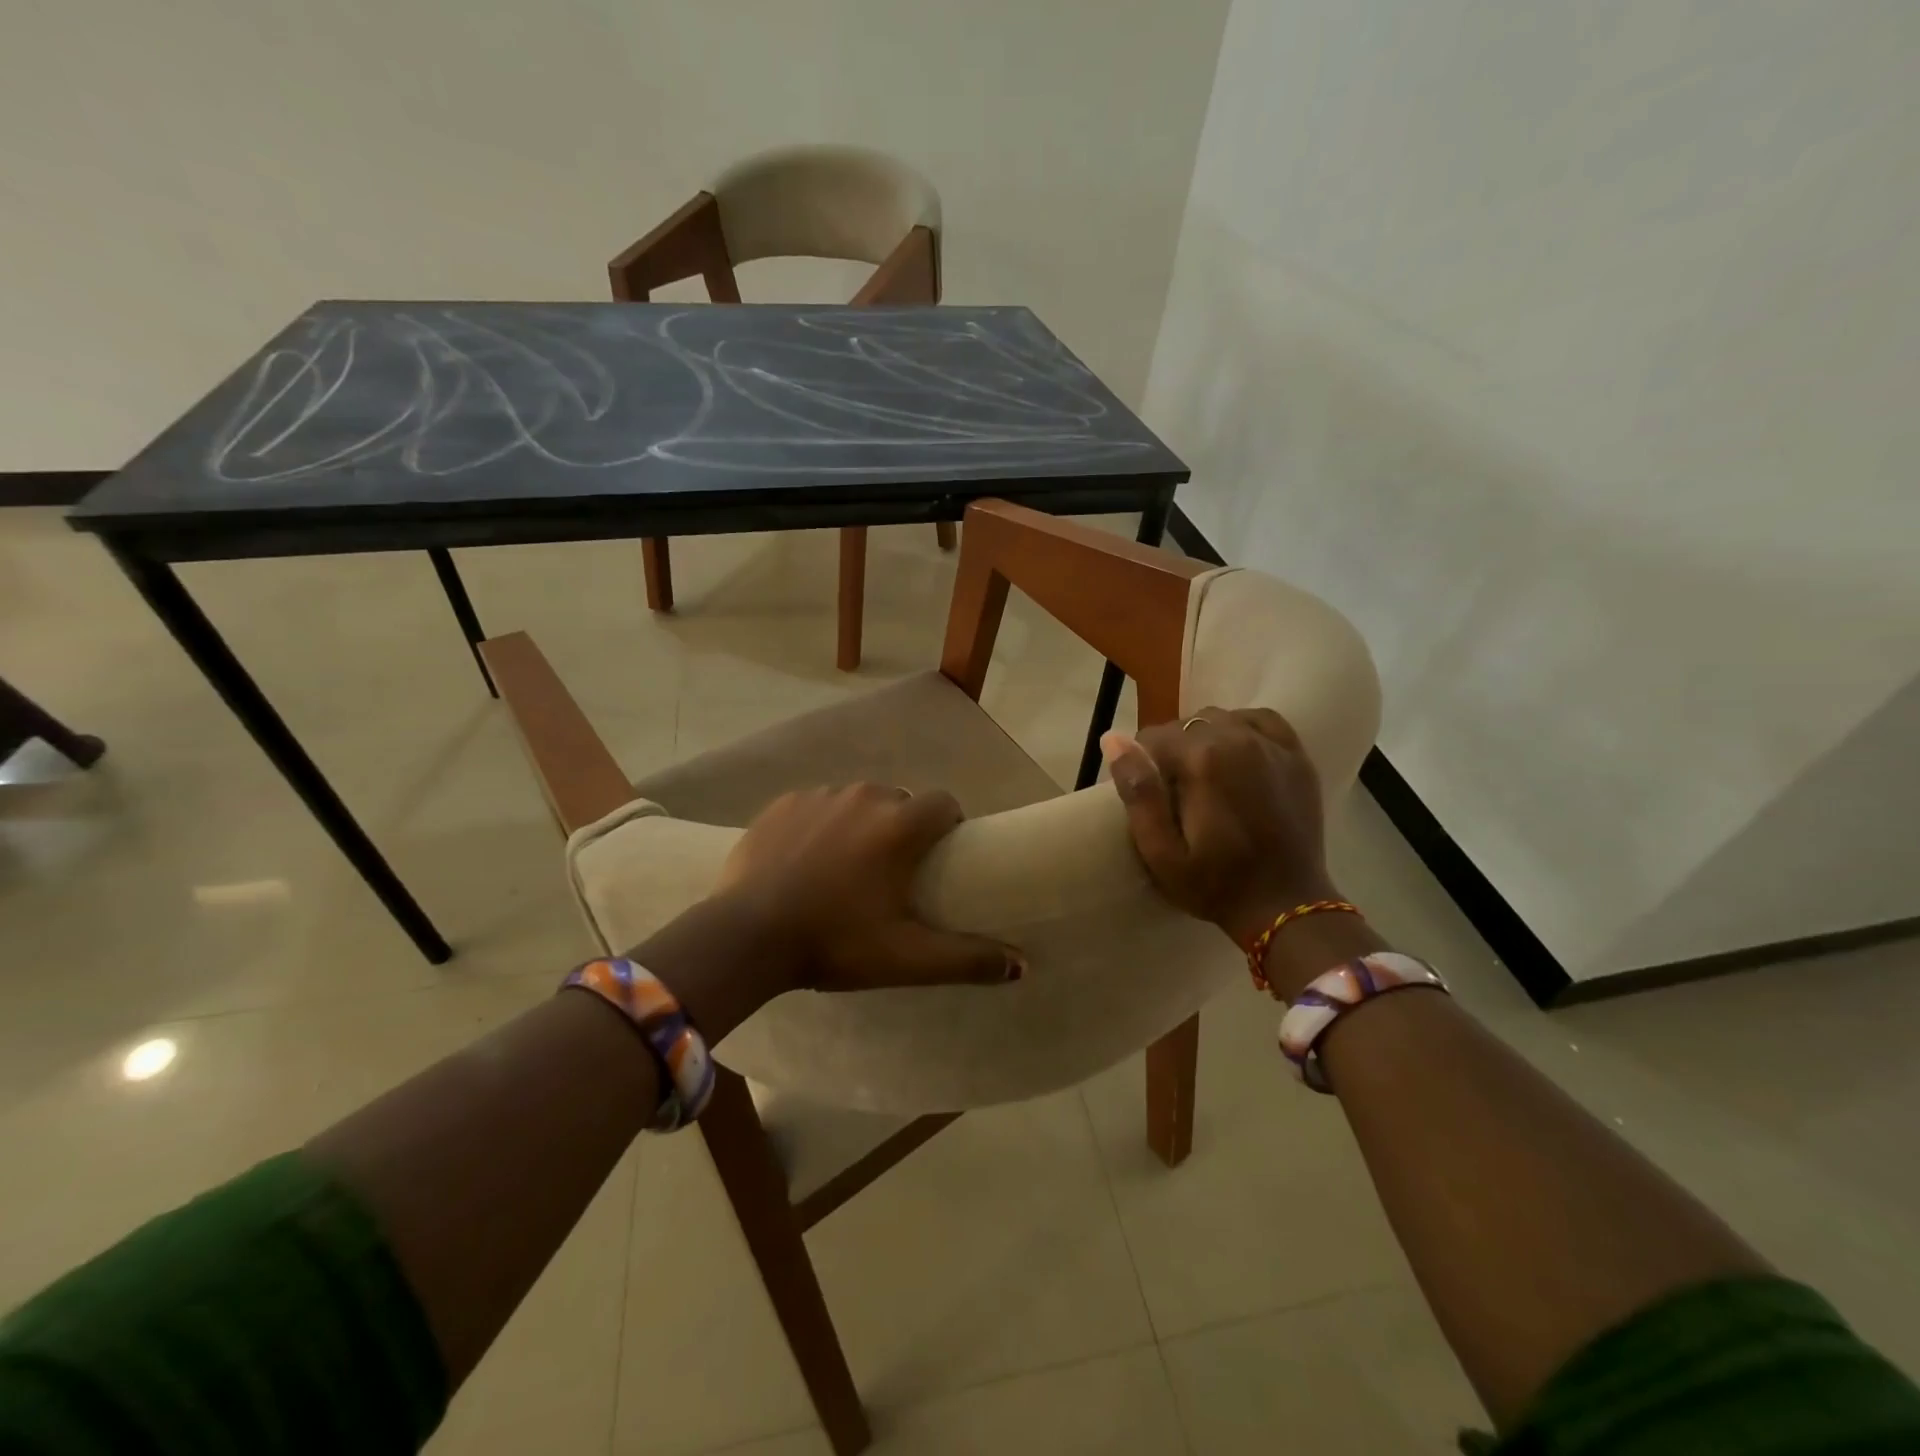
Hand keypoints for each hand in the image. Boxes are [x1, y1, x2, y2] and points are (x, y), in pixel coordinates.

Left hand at [715, 784, 1024, 991]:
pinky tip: (805, 860)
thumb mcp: (907, 958)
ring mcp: (820, 795)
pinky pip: (817, 805)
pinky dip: (820, 825)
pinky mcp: (783, 803)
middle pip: (900, 801)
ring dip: (861, 825)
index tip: (937, 859)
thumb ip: (968, 959)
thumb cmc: (835, 943)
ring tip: (845, 868)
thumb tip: (1023, 965)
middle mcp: (864, 796)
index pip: (944, 804)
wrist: (746, 936)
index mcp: (900, 825)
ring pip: (857, 801)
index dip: (947, 827)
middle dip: (902, 828)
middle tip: (890, 874)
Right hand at [1101, 708, 1338, 947]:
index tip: (1146, 794)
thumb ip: (1138, 793)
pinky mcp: (1296, 757)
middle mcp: (1238, 738)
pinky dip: (1241, 728)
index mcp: (1203, 760)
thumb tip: (1113, 739)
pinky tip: (1235, 753)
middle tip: (1172, 791)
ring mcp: (1272, 745)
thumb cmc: (1215, 884)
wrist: (1285, 905)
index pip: (1153, 737)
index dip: (1141, 762)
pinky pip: (1260, 719)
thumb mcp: (1161, 852)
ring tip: (1201, 776)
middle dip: (1171, 751)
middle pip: (1186, 724)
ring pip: (1220, 718)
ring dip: (1203, 739)